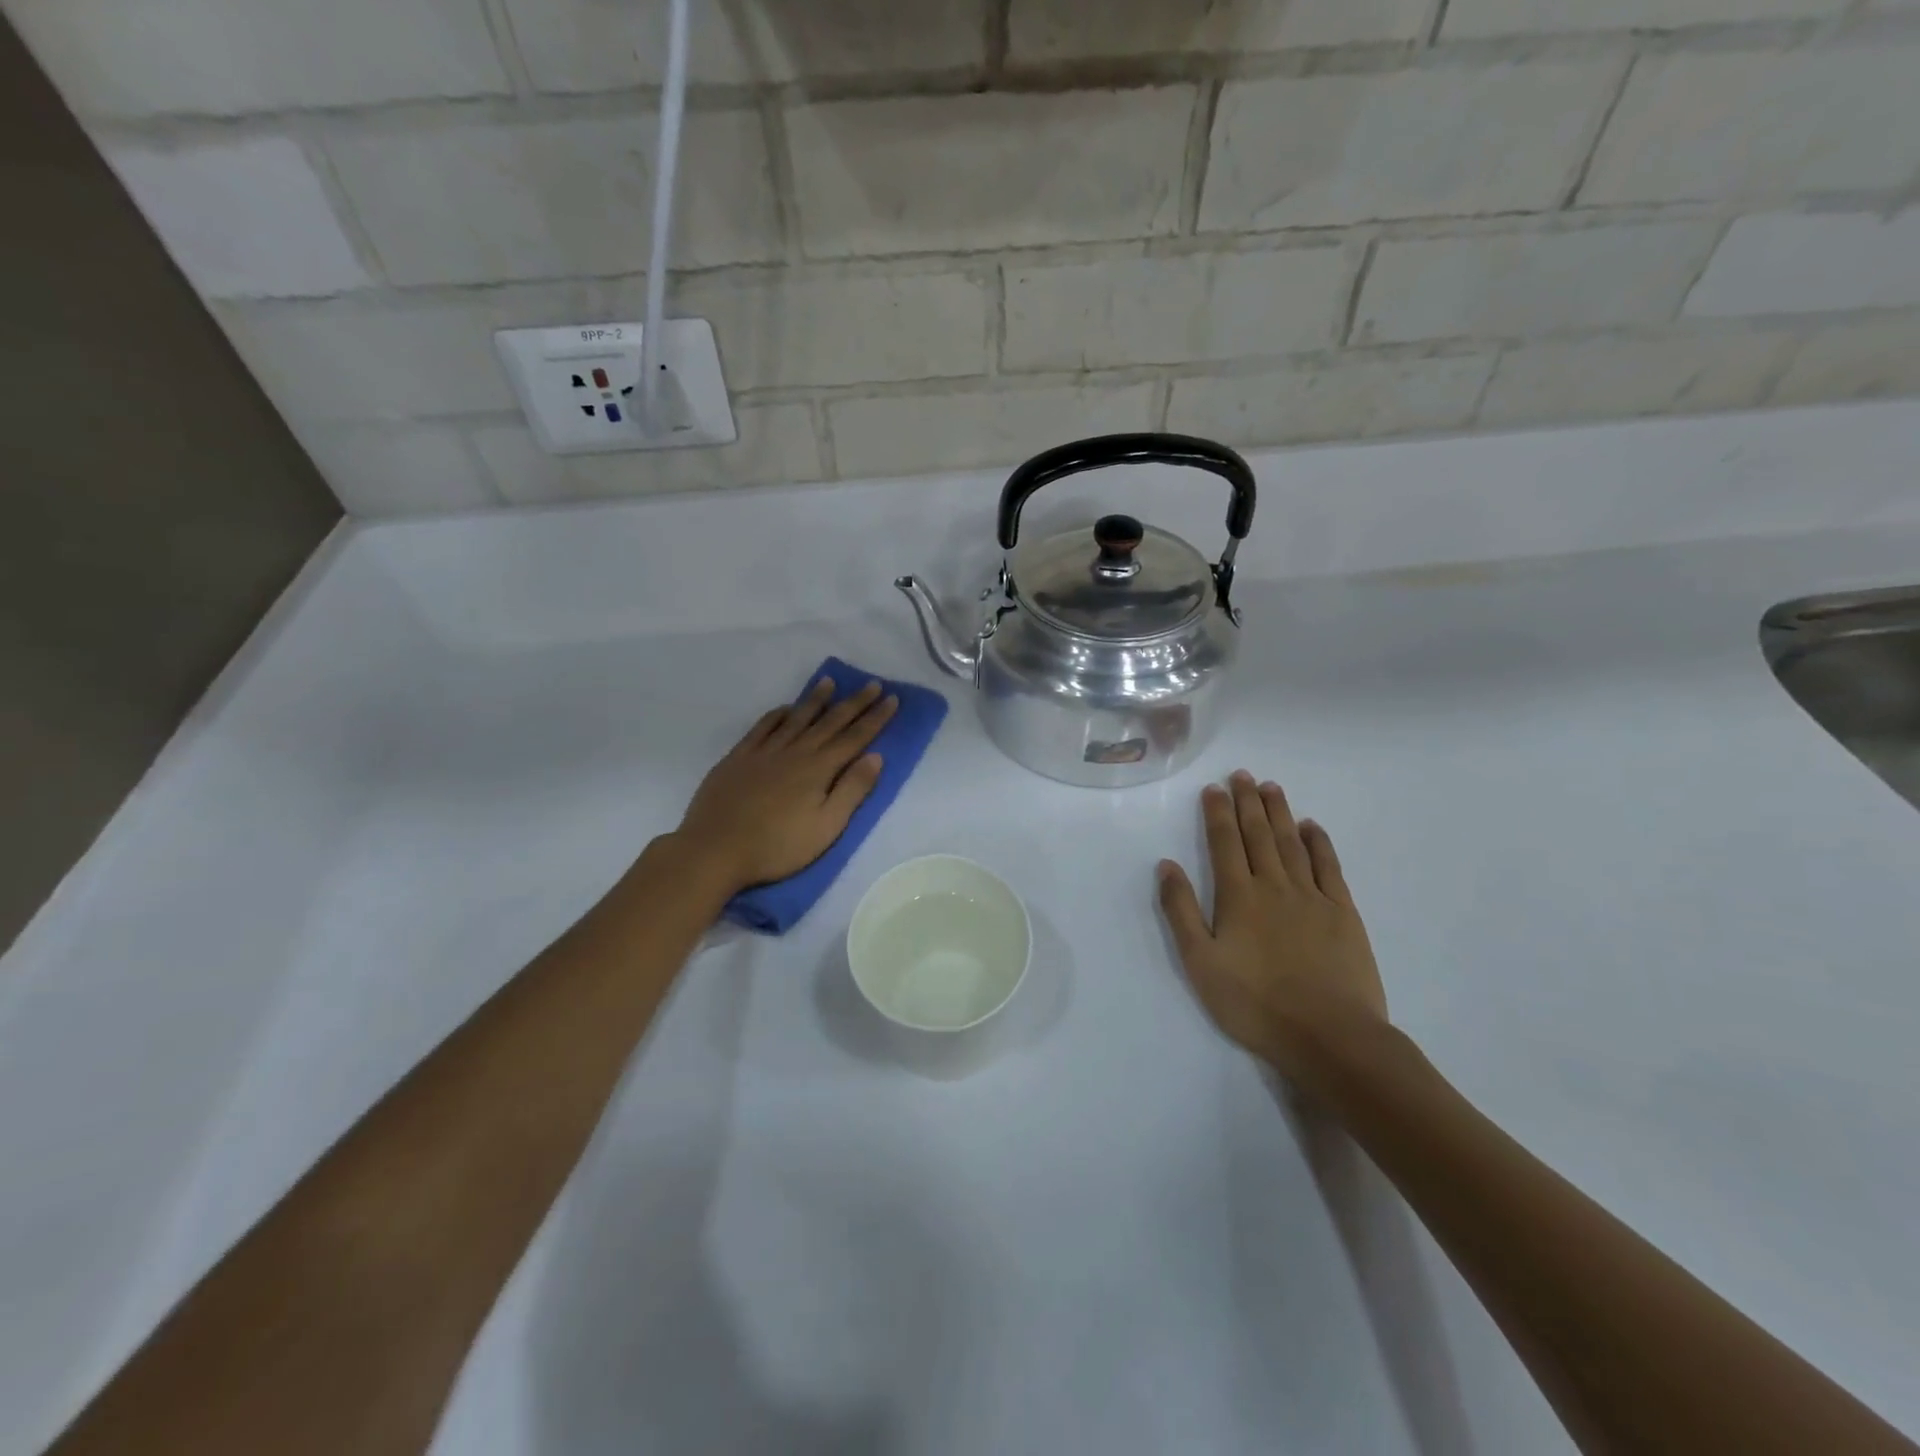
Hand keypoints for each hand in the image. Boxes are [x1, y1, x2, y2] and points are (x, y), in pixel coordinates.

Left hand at [673, 678, 897, 893]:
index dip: (875, 718)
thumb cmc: (777, 846)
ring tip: (829, 681)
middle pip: (829, 722)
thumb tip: (876, 756)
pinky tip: (784, 708)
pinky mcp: (738, 758)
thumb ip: (852, 790)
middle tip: (872, 683)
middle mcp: (794, 752)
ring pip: (796, 718)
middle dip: (854, 702)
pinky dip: (777, 714)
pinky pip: (762, 727)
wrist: (714, 849)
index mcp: (818, 769)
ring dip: (815, 699)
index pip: (854, 738)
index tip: (892, 699)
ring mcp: (763, 752)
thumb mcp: (826, 827)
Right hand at [1157, 771, 1387, 1077]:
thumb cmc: (1255, 1003)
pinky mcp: (1343, 913)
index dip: (1217, 813)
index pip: (1224, 843)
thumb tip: (1166, 865)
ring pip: (1291, 843)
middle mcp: (1274, 886)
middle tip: (1242, 774)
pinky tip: (1311, 827)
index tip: (1214, 787)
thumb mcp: (1201, 962)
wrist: (1329, 1035)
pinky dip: (1319, 843)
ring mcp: (1312, 897)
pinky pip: (1328, 867)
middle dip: (1247, 803)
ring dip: (1279, 813)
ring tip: (1271, 787)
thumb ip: (1181, 911)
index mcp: (1238, 896)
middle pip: (1258, 835)